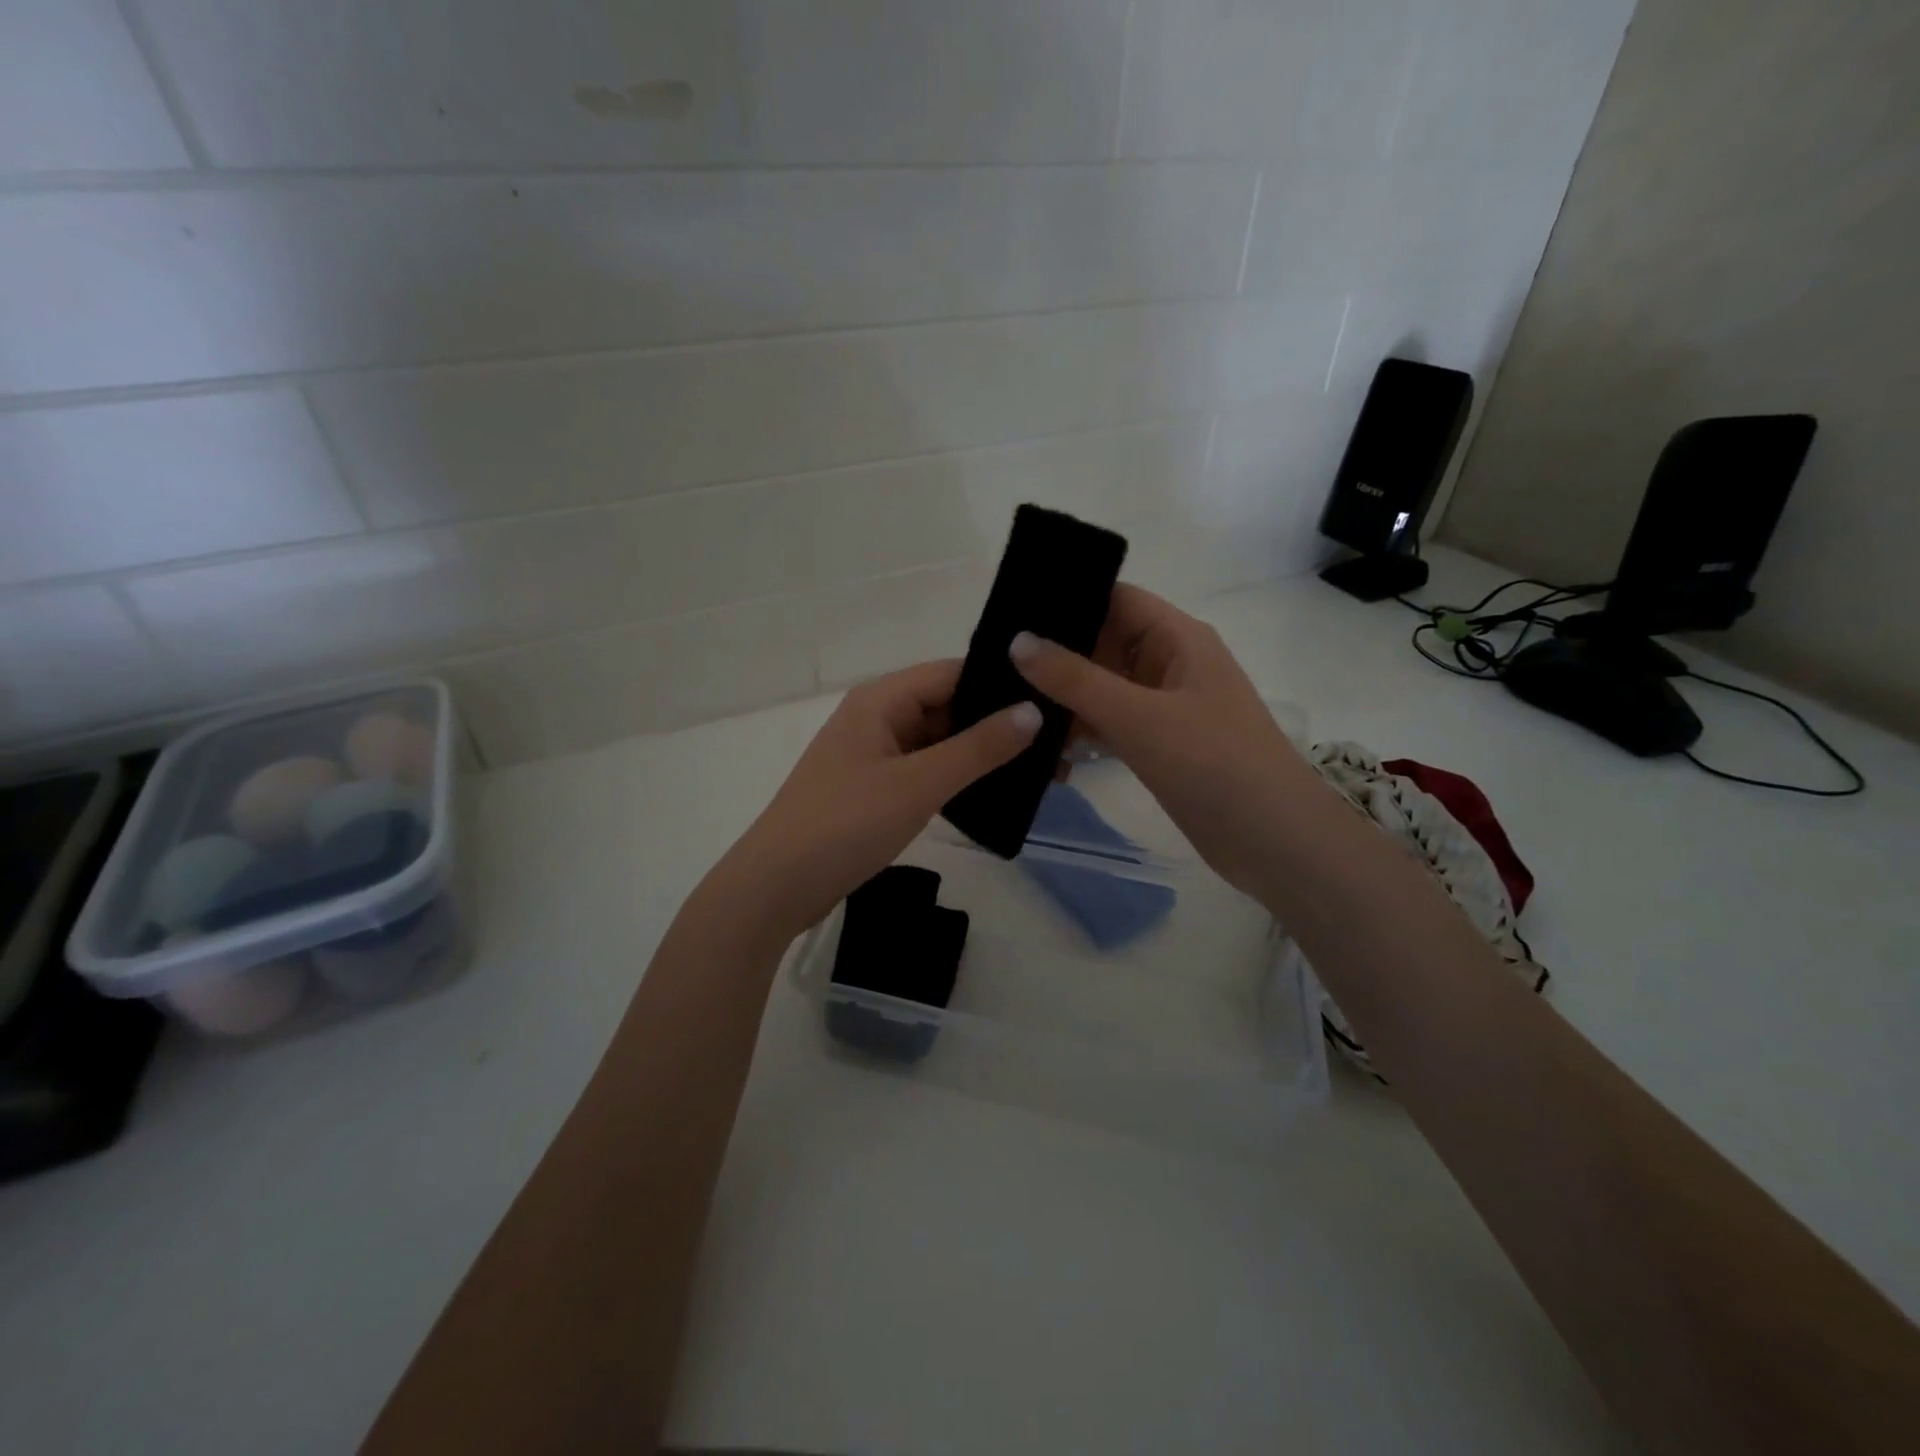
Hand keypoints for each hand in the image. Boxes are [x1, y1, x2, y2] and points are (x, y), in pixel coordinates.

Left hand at [716, 660, 1039, 939]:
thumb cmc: (845, 824)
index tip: (1054, 701)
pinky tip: (996, 795)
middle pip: (948, 706)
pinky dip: (958, 779)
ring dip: (982, 755)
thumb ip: (978, 748)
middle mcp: (877, 717)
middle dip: (998, 725)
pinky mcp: (874, 789)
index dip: (1001, 684)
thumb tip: (1034, 711)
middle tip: (1059, 747)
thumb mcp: (918, 784)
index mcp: (881, 699)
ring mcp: (874, 755)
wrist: (776, 888)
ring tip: (1042, 773)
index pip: (953, 673)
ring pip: (939, 742)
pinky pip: (925, 771)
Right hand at [1011, 585, 1306, 898]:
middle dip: (1053, 655)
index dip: (1066, 599)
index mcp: (1177, 638)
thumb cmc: (1213, 764)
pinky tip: (1041, 747)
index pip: (1114, 599)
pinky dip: (1079, 732)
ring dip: (1062, 699)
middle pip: (1103, 643)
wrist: (1273, 841)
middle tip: (992, 665)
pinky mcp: (1159, 744)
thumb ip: (1075, 679)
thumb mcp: (1138, 717)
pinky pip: (1109, 724)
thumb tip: (1017, 640)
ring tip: (1004, 706)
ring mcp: (1164, 706)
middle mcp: (1169, 664)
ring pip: (1101, 688)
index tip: (1009, 612)